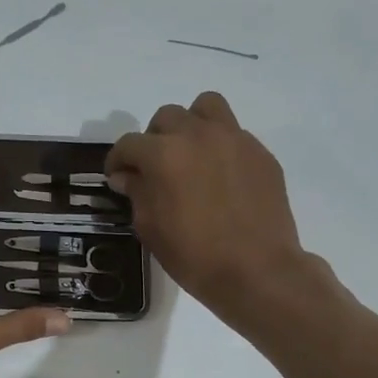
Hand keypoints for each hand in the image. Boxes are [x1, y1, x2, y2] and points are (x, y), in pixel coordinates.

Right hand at [106, 93, 320, 323]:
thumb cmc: (194, 255)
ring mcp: (234, 140)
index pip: (129, 144)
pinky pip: (234, 134)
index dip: (117, 160)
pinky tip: (220, 177)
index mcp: (164, 154)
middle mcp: (198, 135)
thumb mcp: (150, 227)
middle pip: (167, 117)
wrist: (256, 270)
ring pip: (206, 107)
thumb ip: (137, 192)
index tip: (117, 176)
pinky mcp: (260, 153)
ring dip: (191, 125)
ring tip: (190, 154)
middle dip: (154, 139)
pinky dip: (220, 147)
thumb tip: (128, 176)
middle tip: (155, 167)